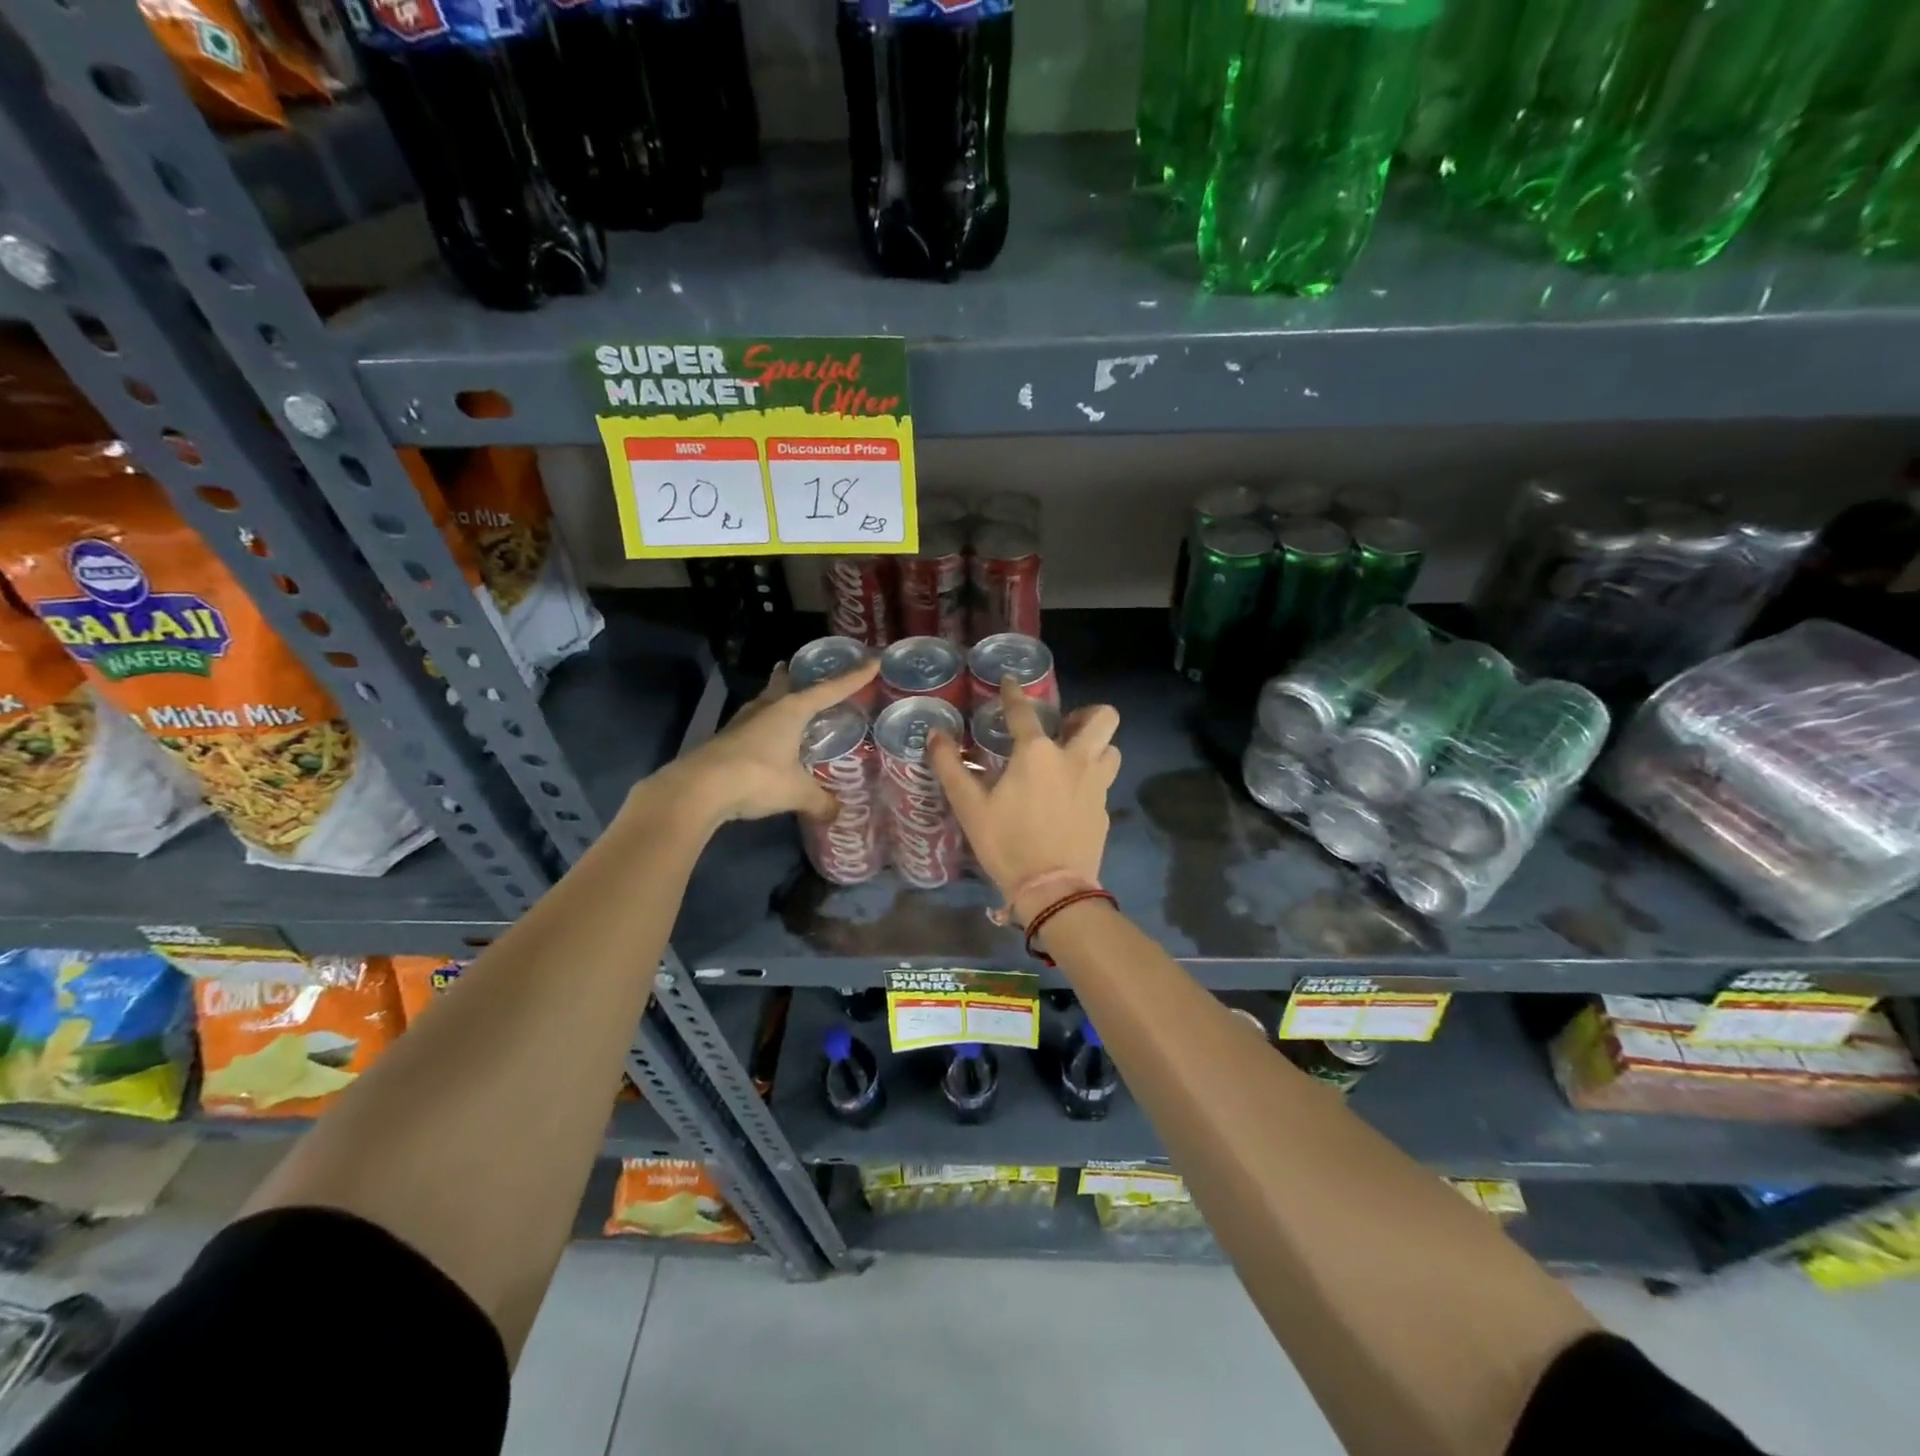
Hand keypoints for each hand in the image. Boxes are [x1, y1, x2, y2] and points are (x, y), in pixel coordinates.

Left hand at [655, 657, 879, 826]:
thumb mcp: (797, 792)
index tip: (874, 661)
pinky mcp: (727, 739)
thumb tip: (837, 814)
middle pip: (786, 684)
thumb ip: (820, 801)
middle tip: (803, 669)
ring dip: (776, 699)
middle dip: (796, 675)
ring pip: (766, 702)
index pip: (831, 689)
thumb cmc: (757, 778)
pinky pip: (754, 725)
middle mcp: (768, 708)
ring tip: (786, 700)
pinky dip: (765, 726)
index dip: (855, 677)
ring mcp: (743, 722)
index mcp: (791, 710)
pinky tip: (767, 739)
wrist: (698, 788)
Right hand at [929, 680, 1120, 921]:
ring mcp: (1096, 784)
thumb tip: (936, 735)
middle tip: (1066, 726)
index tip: (1010, 681)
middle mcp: (1073, 759)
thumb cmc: (1006, 843)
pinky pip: (1105, 782)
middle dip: (1087, 714)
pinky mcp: (1105, 810)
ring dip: (1096, 747)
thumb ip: (951, 766)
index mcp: (1036, 753)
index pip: (1023, 710)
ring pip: (1111, 749)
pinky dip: (1091, 781)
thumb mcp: (970, 806)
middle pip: (1102, 717)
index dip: (1014, 693)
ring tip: (1074, 759)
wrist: (1053, 889)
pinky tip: (1072, 798)